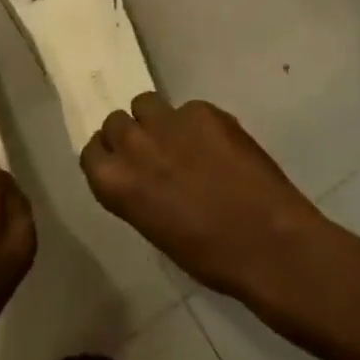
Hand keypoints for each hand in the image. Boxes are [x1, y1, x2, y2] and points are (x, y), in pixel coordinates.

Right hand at [80, 94, 329, 303]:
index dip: (108, 156)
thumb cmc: (210, 256)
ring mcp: (168, 121)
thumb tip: (141, 176)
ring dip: (157, 120)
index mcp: (115, 182)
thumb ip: (137, 191)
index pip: (91, 151)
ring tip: (183, 142)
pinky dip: (198, 125)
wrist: (268, 243)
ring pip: (146, 103)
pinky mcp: (201, 109)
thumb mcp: (155, 228)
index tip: (124, 165)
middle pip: (116, 122)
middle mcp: (133, 143)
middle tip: (155, 154)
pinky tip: (219, 148)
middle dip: (131, 135)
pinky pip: (188, 109)